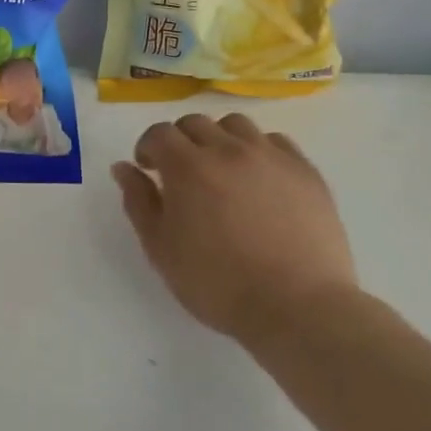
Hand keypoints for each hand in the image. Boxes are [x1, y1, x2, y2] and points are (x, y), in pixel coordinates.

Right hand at [112, 114, 357, 342]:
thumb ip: (139, 202)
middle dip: (180, 141)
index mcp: (188, 167)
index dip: (148, 148)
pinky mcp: (305, 171)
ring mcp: (271, 157)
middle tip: (181, 173)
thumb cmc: (217, 283)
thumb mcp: (161, 249)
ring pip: (236, 125)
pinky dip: (258, 151)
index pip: (159, 133)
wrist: (296, 307)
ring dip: (219, 139)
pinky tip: (258, 179)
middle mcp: (228, 150)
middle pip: (195, 123)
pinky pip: (275, 142)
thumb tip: (124, 168)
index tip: (148, 169)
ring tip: (222, 170)